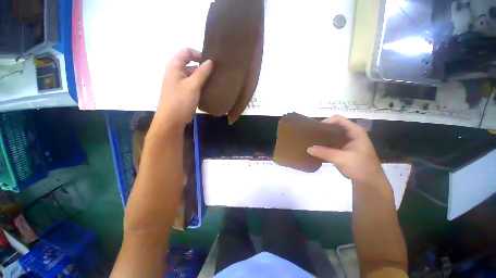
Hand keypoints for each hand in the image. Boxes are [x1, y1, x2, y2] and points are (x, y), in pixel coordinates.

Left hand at [155, 48, 212, 128]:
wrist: (172, 119)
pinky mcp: (184, 92)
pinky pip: (193, 84)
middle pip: (190, 63)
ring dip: (203, 77)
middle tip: (216, 73)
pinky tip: (210, 89)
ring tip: (215, 81)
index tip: (210, 63)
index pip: (186, 52)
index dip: (198, 54)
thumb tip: (210, 61)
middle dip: (203, 67)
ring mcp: (180, 83)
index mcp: (175, 66)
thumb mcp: (192, 85)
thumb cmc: (181, 100)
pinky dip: (201, 85)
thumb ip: (202, 72)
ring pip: (193, 75)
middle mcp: (176, 72)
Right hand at [307, 115, 385, 184]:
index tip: (315, 129)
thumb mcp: (341, 159)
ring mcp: (347, 141)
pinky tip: (317, 148)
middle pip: (334, 126)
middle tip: (311, 136)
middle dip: (322, 130)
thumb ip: (324, 153)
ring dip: (322, 138)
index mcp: (354, 132)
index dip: (326, 121)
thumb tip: (308, 148)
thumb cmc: (360, 168)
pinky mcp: (344, 148)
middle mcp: (351, 134)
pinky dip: (324, 144)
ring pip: (332, 134)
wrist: (369, 182)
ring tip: (311, 141)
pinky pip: (331, 142)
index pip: (338, 119)